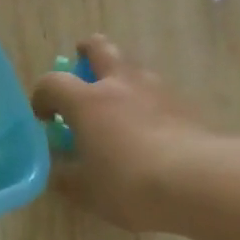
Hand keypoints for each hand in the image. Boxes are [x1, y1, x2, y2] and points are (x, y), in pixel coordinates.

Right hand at [31, 35, 211, 232]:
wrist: (197, 182)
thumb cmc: (128, 185)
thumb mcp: (85, 190)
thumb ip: (65, 175)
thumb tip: (58, 167)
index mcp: (87, 102)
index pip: (52, 82)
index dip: (42, 96)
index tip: (44, 116)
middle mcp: (120, 85)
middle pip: (100, 49)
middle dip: (87, 51)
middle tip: (82, 61)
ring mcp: (156, 90)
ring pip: (134, 68)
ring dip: (121, 77)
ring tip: (119, 104)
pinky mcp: (184, 105)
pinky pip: (158, 93)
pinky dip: (147, 102)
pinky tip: (150, 128)